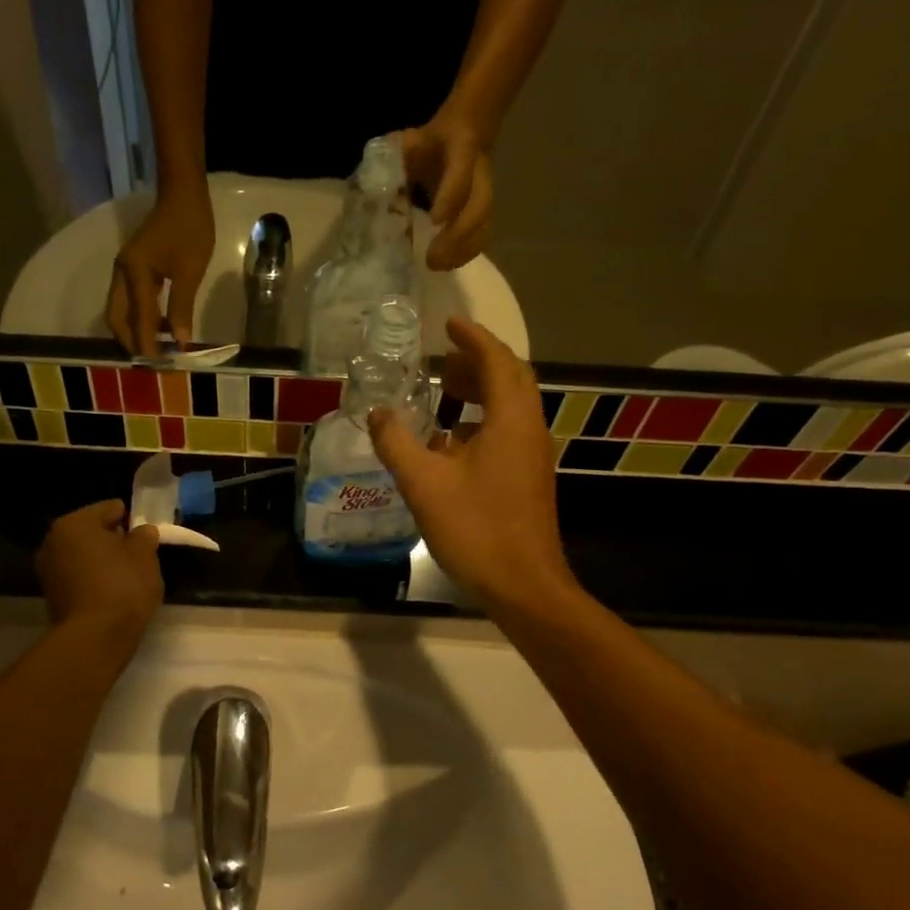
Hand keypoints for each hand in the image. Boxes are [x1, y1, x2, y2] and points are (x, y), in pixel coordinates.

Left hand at [36, 501, 164, 650]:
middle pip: (92, 532)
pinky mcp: (51, 596)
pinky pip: (78, 577)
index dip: (131, 519)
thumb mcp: (145, 555)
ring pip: (84, 555)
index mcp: (74, 523)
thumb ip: (144, 536)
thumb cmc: (122, 586)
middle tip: (138, 556)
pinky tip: (112, 593)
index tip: (146, 536)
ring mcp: (48, 570)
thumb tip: (141, 531)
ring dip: (102, 561)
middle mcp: (53, 541)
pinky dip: (93, 580)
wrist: (95, 637)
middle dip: (113, 541)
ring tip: (127, 577)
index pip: (109, 508)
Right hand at [107, 189, 215, 356]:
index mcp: (134, 273)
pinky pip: (131, 301)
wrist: (183, 194)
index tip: (159, 367)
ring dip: (136, 331)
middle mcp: (122, 273)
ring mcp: (125, 270)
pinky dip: (141, 318)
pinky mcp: (133, 269)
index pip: (138, 319)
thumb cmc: (190, 228)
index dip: (147, 345)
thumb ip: (182, 307)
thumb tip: (179, 342)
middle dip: (131, 342)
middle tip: (153, 362)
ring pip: (121, 311)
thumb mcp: (190, 270)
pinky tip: (161, 327)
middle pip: (117, 318)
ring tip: (159, 348)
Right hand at [367, 318, 574, 610]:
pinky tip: (450, 441)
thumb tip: (377, 413)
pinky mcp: (528, 478)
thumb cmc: (476, 529)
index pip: (497, 361)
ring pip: (510, 406)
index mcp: (511, 420)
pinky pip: (507, 432)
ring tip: (444, 390)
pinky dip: (481, 421)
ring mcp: (532, 455)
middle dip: (478, 361)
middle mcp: (529, 429)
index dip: (473, 338)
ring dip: (480, 391)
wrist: (523, 585)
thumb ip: (397, 443)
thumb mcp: (424, 484)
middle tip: (443, 357)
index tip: (448, 324)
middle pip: (510, 379)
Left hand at [400, 116, 493, 270]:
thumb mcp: (407, 143)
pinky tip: (446, 265)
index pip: (461, 173)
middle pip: (479, 207)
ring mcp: (485, 193)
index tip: (435, 221)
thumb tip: (364, 187)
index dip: (450, 197)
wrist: (463, 133)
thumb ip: (388, 160)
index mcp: (461, 149)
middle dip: (457, 236)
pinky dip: (465, 253)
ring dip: (462, 250)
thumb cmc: (427, 144)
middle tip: (431, 259)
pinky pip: (482, 235)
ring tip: (437, 266)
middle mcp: (479, 174)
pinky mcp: (484, 211)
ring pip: (483, 225)